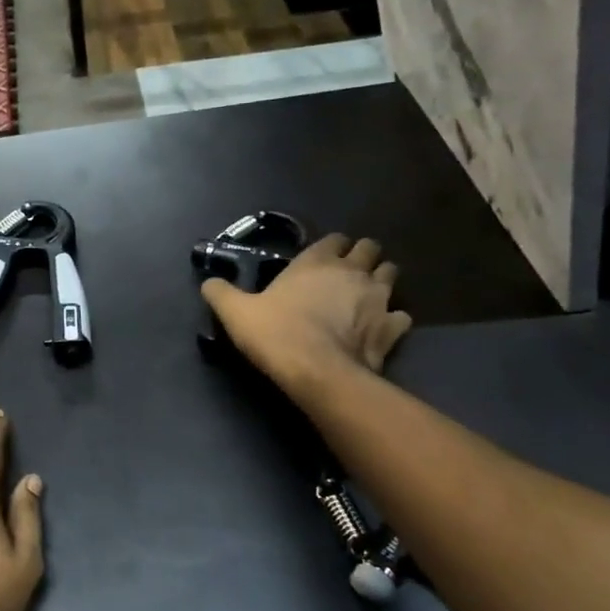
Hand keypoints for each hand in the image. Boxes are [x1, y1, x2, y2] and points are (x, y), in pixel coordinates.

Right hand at [201, 234, 412, 398]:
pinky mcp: (392, 327)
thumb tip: (208, 282)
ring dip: (381, 281)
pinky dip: (393, 319)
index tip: (321, 260)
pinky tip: (380, 328)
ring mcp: (378, 298)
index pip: (335, 238)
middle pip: (370, 249)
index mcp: (316, 261)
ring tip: (365, 296)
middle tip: (346, 274)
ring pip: (391, 275)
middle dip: (362, 256)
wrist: (318, 372)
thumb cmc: (276, 334)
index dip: (331, 247)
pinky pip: (401, 315)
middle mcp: (352, 271)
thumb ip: (221, 293)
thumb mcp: (236, 313)